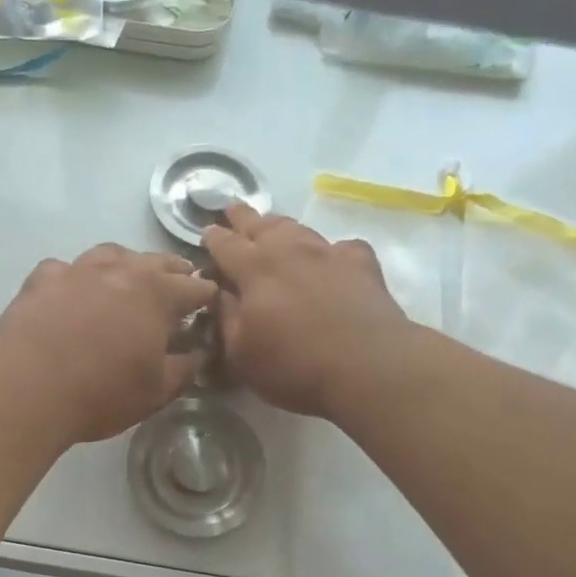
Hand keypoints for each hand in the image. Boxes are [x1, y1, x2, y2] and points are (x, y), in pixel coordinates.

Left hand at [0, 244, 215, 443]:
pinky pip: (64, 269)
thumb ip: (183, 369)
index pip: (193, 288)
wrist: (27, 386)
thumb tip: (199, 353)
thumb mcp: (155, 391)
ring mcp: (78, 270)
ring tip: (129, 274)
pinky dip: (74, 276)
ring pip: (110, 254)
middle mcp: (120, 271)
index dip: (206, 295)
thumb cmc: (101, 392)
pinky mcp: (42, 280)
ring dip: (126, 262)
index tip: (211, 301)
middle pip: (155, 261)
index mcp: (157, 294)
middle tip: (180, 278)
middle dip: (173, 270)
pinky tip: (71, 290)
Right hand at [201, 203, 409, 416]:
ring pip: (298, 229)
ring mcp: (328, 253)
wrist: (369, 368)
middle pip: (261, 225)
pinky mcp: (362, 265)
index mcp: (254, 270)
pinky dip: (329, 250)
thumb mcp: (241, 353)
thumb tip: (217, 292)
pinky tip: (330, 258)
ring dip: (280, 226)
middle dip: (243, 217)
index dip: (213, 237)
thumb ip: (224, 317)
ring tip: (272, 226)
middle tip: (232, 208)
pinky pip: (340, 247)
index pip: (226, 244)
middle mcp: (289, 251)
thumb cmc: (294, 366)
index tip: (206, 231)